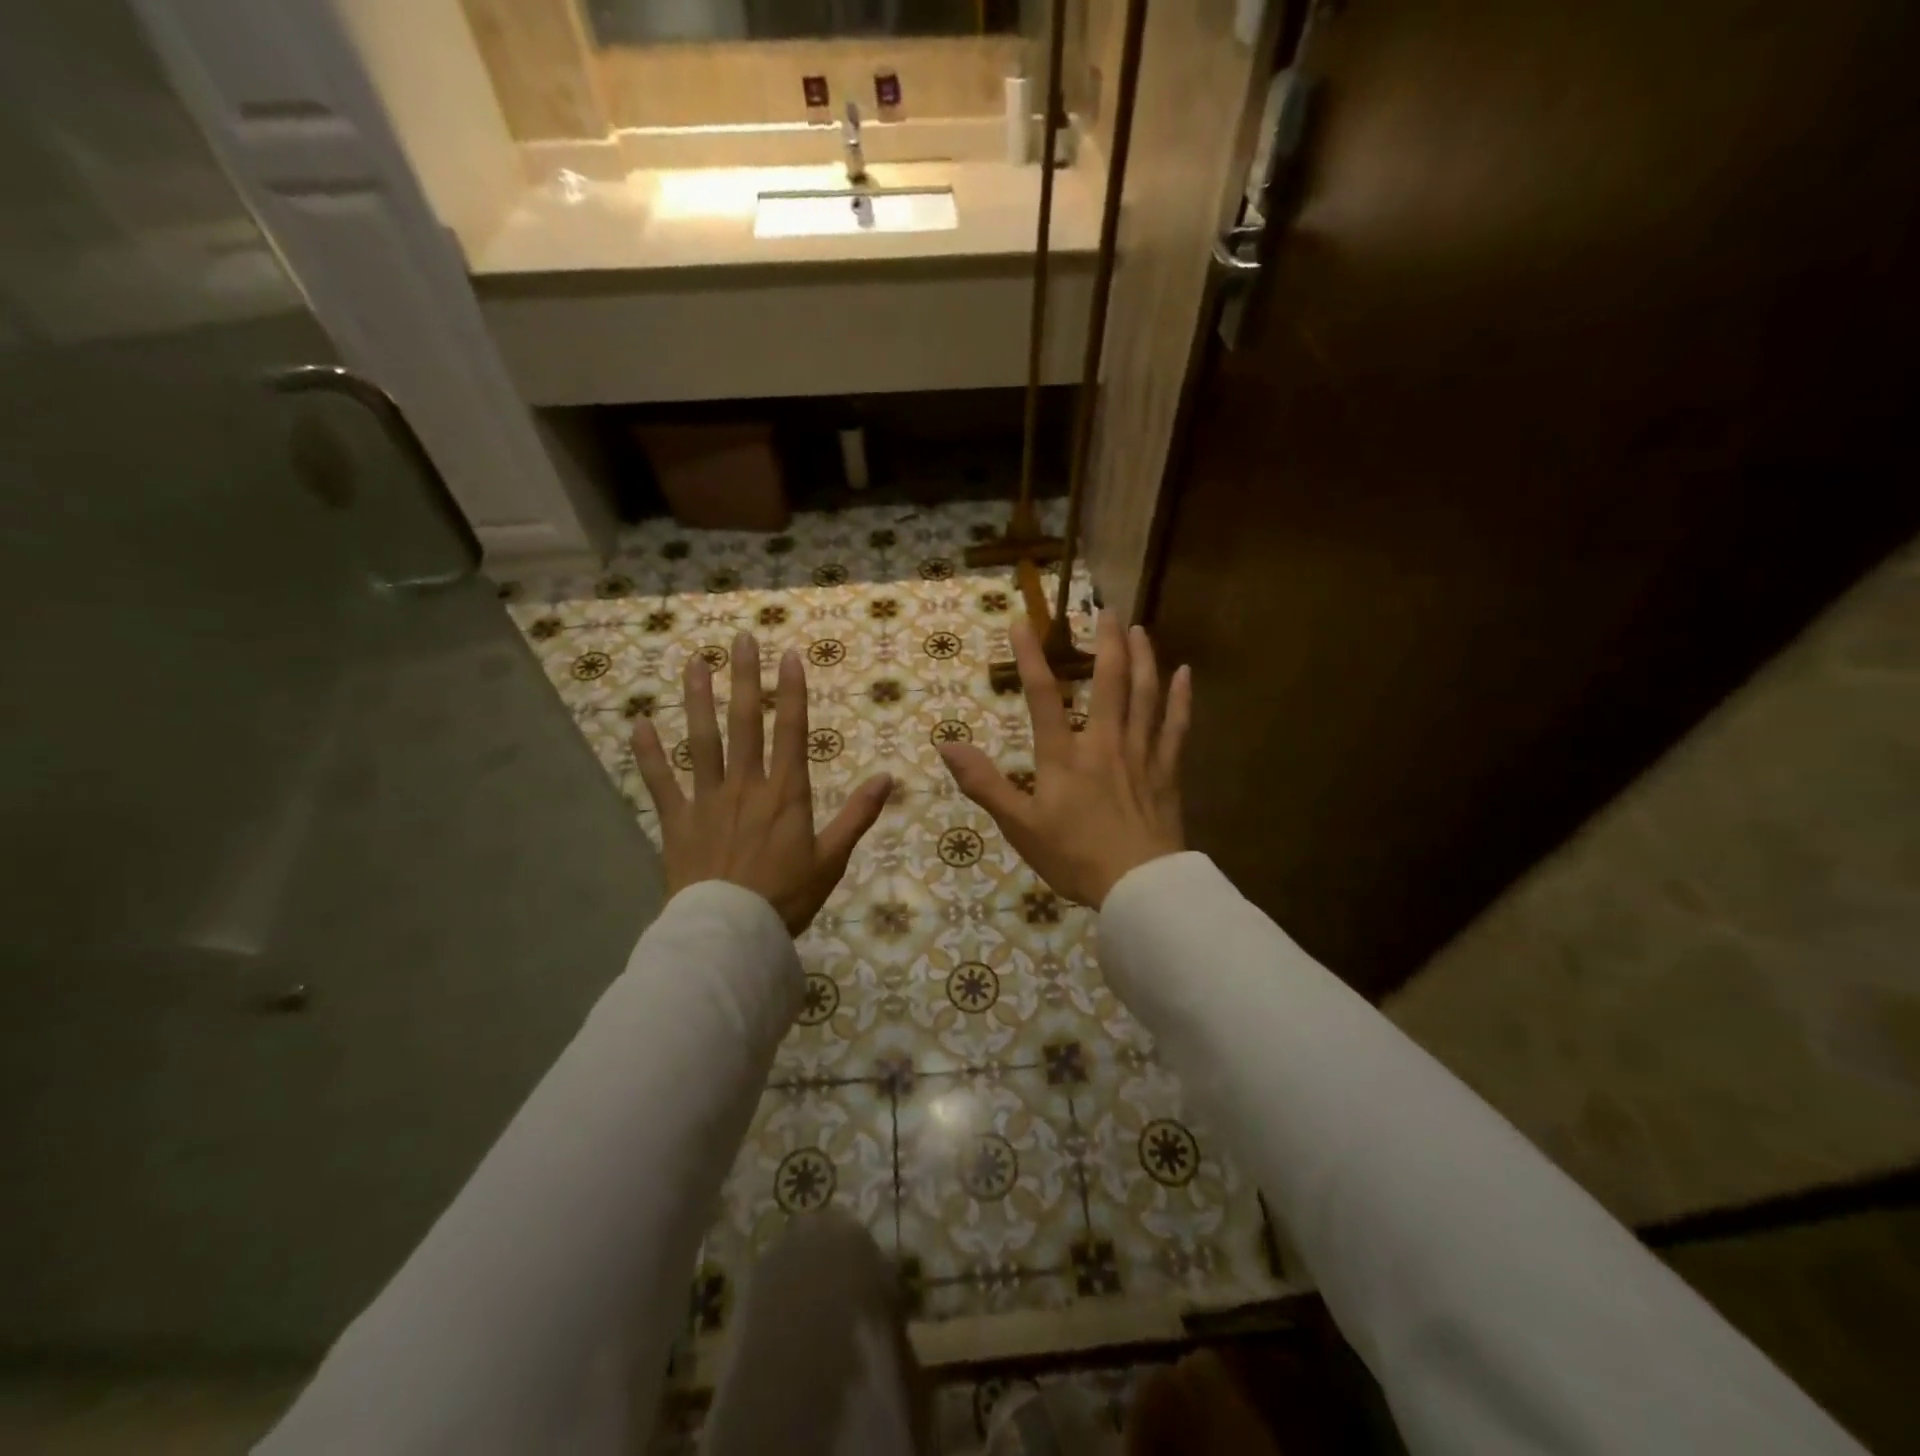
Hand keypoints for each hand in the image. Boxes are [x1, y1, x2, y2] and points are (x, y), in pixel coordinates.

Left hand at [632, 631, 891, 934]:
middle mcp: (746, 784)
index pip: (792, 730)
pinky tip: (640, 724)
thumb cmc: (787, 897)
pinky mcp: (677, 820)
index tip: (788, 655)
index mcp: (786, 793)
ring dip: (698, 699)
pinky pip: (660, 781)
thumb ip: (858, 815)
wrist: (731, 932)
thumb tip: (889, 778)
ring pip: (702, 740)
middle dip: (746, 678)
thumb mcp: (832, 859)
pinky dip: (649, 753)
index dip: (792, 691)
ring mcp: (708, 799)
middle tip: (741, 638)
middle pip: (746, 722)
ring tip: (695, 662)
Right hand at [939, 612, 1189, 908]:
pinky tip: (1185, 673)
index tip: (1021, 621)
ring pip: (1145, 694)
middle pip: (1108, 680)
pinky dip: (1180, 698)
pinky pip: (1176, 725)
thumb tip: (946, 746)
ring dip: (1142, 657)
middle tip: (1105, 609)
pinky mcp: (1167, 770)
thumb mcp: (1019, 825)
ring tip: (1139, 628)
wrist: (1138, 886)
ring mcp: (1140, 753)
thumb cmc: (1074, 857)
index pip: (1042, 695)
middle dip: (1105, 641)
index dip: (1029, 656)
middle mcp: (1104, 742)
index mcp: (1064, 755)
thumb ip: (984, 783)